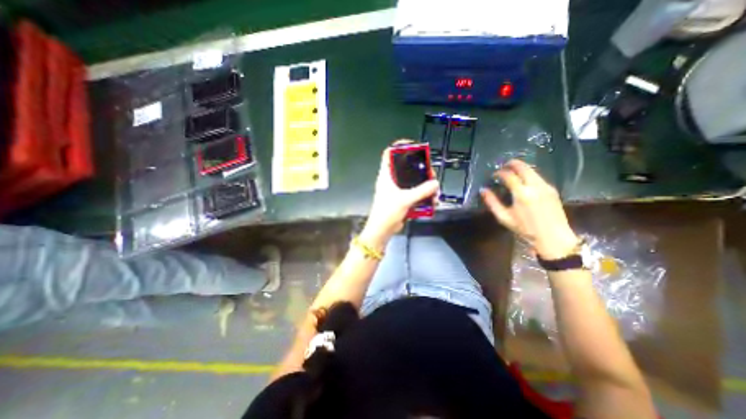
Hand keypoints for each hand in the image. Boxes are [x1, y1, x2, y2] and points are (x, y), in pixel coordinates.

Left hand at [365, 143, 438, 246]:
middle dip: (420, 169)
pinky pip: (414, 193)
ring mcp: (397, 190)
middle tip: (431, 173)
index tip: (414, 146)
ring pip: (412, 181)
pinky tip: (431, 200)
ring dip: (424, 184)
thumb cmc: (388, 211)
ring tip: (434, 189)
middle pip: (406, 167)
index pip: (389, 154)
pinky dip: (422, 195)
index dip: (399, 146)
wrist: (383, 230)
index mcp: (386, 175)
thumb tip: (435, 183)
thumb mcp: (405, 199)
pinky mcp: (402, 199)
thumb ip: (421, 191)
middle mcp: (391, 180)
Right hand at [481, 158, 579, 260]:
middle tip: (504, 166)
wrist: (553, 237)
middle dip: (512, 164)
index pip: (509, 175)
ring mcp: (546, 186)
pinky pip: (538, 177)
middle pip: (523, 167)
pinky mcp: (552, 189)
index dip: (499, 173)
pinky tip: (524, 181)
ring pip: (532, 170)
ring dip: (521, 168)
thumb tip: (483, 190)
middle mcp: (535, 186)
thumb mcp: (504, 217)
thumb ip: (492, 202)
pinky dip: (529, 175)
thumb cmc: (525, 229)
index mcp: (522, 194)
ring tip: (512, 172)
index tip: (494, 175)